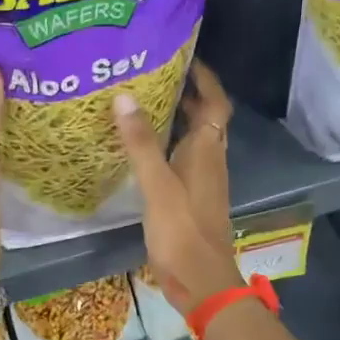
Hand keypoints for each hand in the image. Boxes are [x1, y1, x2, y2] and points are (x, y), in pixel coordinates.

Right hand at [114, 60, 243, 313]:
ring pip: (193, 140)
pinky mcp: (191, 199)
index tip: (185, 57)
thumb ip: (140, 143)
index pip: (216, 102)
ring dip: (177, 119)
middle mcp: (210, 160)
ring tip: (144, 104)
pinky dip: (168, 146)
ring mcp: (202, 181)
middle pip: (205, 118)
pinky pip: (182, 160)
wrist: (201, 281)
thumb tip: (124, 97)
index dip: (205, 79)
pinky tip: (143, 150)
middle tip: (154, 76)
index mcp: (207, 150)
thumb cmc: (182, 231)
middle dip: (187, 94)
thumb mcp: (157, 185)